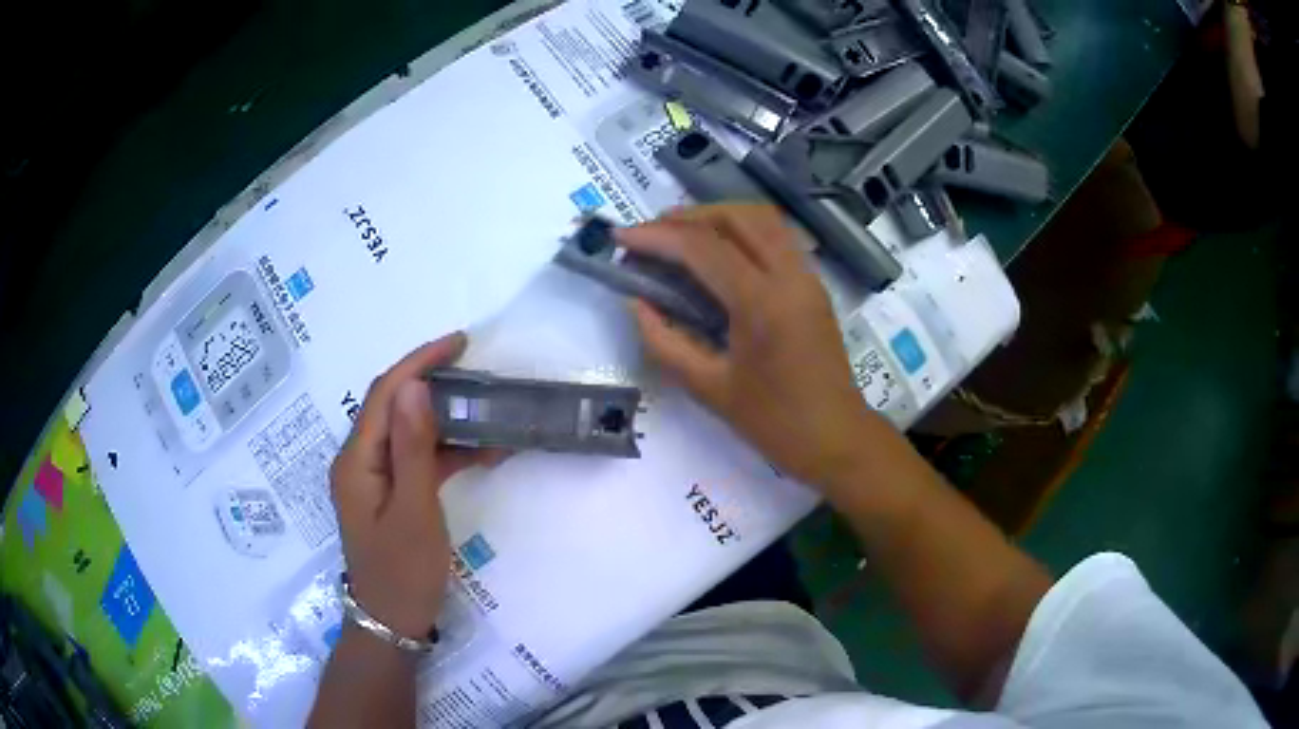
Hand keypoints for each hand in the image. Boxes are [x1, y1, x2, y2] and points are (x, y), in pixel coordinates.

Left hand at [329, 333, 496, 637]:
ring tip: (484, 406)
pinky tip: (478, 451)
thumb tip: (414, 385)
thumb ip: (413, 448)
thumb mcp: (414, 511)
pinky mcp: (387, 493)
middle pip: (392, 406)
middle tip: (475, 368)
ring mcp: (372, 478)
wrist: (392, 622)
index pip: (385, 394)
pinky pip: (414, 458)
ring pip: (406, 431)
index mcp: (357, 460)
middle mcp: (359, 460)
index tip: (459, 342)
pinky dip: (444, 450)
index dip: (419, 362)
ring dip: (442, 417)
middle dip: (430, 381)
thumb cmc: (403, 572)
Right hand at [620, 204, 874, 487]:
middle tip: (649, 233)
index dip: (656, 236)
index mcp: (762, 304)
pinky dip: (741, 230)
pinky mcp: (813, 284)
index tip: (620, 237)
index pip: (703, 248)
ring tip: (679, 234)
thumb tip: (636, 303)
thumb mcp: (709, 389)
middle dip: (687, 216)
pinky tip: (717, 251)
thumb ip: (665, 343)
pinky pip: (776, 237)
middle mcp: (789, 276)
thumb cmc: (774, 424)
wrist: (837, 438)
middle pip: (736, 217)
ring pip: (762, 218)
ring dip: (717, 216)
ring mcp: (807, 276)